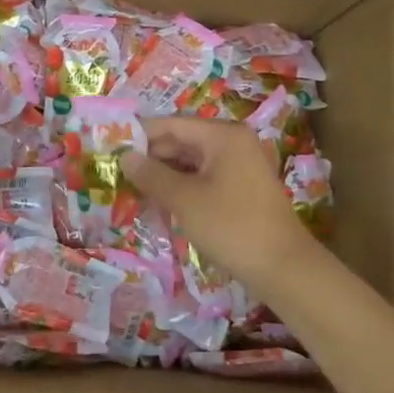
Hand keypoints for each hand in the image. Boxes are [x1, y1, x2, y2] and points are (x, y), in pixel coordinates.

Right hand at [121, 117, 318, 286]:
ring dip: (165, 175)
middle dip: (151, 157)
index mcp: (223, 135)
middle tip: (118, 173)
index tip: (110, 147)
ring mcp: (242, 165)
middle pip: (183, 141)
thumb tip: (125, 157)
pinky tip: (162, 202)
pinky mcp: (243, 188)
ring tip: (134, 189)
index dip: (140, 135)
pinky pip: (205, 177)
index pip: (172, 125)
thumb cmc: (231, 226)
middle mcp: (234, 142)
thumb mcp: (184, 200)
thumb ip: (152, 175)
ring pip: (193, 162)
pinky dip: (183, 187)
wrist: (283, 267)